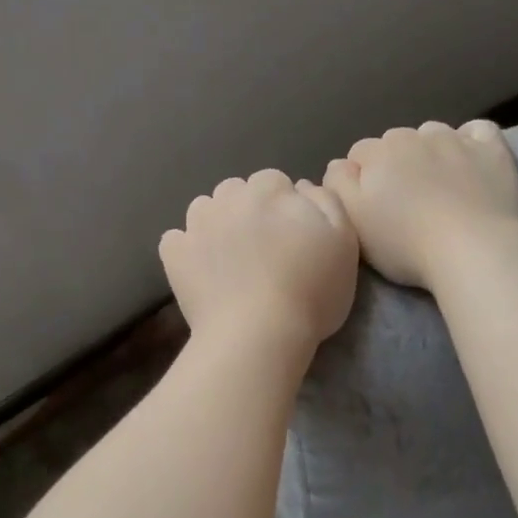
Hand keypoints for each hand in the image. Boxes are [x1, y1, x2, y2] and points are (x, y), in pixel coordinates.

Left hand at [159, 170, 359, 350]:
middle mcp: (228, 198)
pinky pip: (176, 240)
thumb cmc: (311, 291)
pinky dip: (186, 250)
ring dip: (215, 224)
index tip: (291, 234)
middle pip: (236, 192)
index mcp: (270, 190)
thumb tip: (303, 186)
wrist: (259, 335)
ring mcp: (196, 225)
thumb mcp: (344, 242)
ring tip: (229, 258)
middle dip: (247, 210)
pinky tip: (202, 270)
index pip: (274, 182)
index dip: (283, 206)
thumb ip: (327, 202)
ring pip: (204, 210)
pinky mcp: (174, 254)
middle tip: (262, 248)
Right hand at [323, 120, 517, 288]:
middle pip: (396, 142)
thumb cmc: (404, 242)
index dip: (362, 179)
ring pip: (433, 134)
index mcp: (378, 152)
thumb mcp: (352, 220)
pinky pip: (477, 130)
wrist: (472, 249)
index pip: (359, 154)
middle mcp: (414, 135)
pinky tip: (470, 161)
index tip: (372, 206)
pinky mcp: (492, 150)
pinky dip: (470, 141)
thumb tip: (340, 165)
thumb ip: (337, 185)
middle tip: (405, 203)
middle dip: (395, 164)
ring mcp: (456, 139)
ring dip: (430, 152)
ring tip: (438, 186)